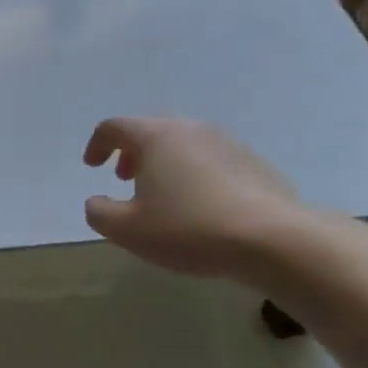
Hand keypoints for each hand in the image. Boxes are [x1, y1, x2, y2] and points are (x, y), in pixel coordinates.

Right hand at [82, 118, 303, 279]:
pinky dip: (195, 174)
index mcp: (155, 137)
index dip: (97, 144)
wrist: (274, 239)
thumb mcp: (128, 230)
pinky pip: (211, 160)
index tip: (92, 166)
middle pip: (151, 130)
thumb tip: (96, 202)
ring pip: (183, 143)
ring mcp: (226, 143)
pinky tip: (200, 207)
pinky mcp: (254, 162)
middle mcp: (190, 129)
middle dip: (132, 152)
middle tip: (125, 179)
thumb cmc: (189, 228)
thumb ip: (99, 213)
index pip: (114, 127)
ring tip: (163, 195)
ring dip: (164, 163)